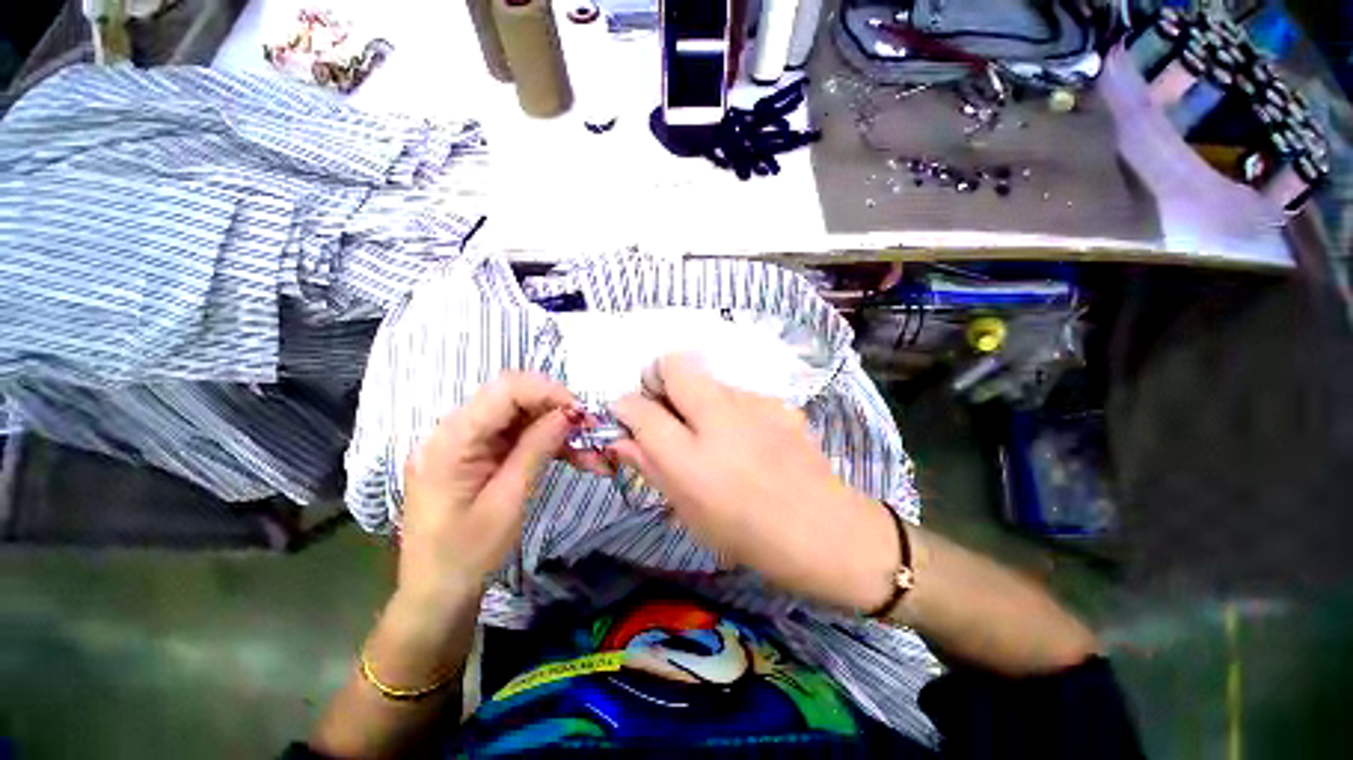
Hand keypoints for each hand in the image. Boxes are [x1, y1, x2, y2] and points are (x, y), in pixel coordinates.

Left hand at [398, 373, 600, 609]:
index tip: (582, 413)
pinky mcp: (477, 455)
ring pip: (520, 416)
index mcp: (451, 440)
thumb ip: (536, 449)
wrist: (437, 594)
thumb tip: (568, 413)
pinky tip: (571, 455)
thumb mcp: (508, 502)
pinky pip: (517, 435)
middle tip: (589, 431)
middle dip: (556, 409)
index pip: (504, 390)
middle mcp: (454, 431)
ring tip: (588, 450)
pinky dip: (545, 441)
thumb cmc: (467, 555)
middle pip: (513, 398)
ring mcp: (466, 443)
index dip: (547, 391)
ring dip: (556, 427)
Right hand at [611, 355, 899, 611]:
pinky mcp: (778, 402)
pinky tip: (748, 438)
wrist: (824, 531)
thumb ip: (650, 466)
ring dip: (698, 398)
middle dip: (659, 377)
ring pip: (708, 380)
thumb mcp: (687, 509)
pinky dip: (731, 409)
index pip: (640, 409)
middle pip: (674, 365)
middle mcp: (719, 419)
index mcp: (689, 458)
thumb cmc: (746, 533)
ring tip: (715, 433)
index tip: (628, 413)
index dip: (626, 406)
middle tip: (667, 408)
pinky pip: (740, 395)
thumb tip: (621, 438)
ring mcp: (754, 404)